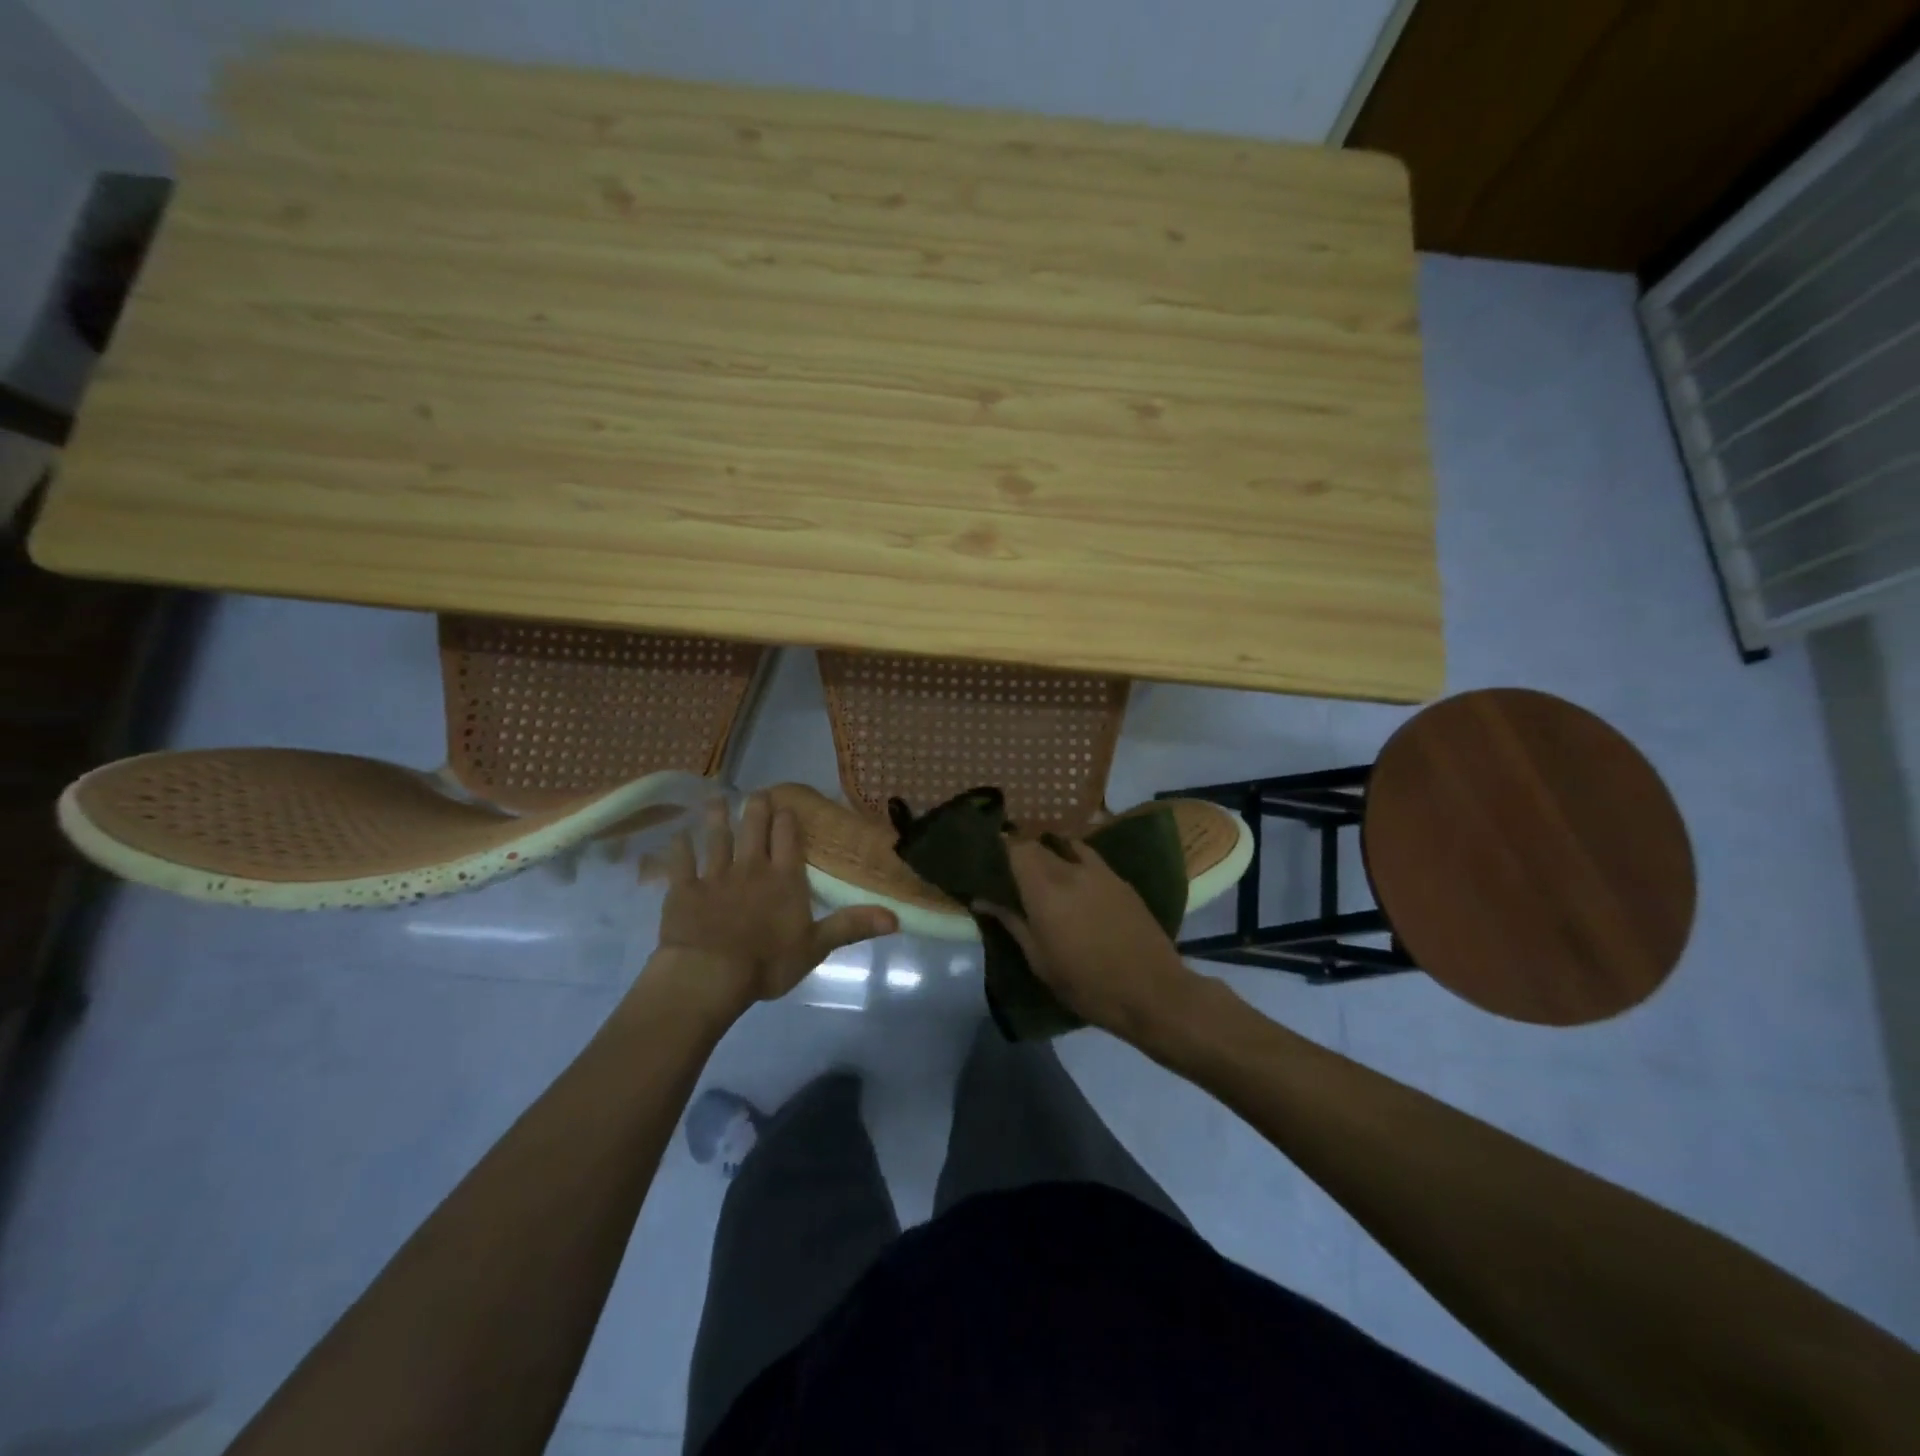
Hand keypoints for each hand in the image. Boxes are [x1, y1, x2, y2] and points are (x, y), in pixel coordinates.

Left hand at [648, 793, 896, 1017]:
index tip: (787, 805)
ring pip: (716, 838)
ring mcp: (714, 876)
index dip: (788, 819)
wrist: (709, 975)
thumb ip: (851, 926)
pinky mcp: (683, 889)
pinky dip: (679, 847)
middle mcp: (751, 867)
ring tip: (716, 800)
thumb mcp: (816, 947)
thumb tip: (896, 917)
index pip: (788, 839)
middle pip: (754, 829)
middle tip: (756, 793)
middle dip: (756, 808)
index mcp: (784, 879)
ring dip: (717, 818)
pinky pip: (680, 862)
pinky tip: (677, 835)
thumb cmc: (766, 963)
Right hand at [975, 838, 1204, 1044]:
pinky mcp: (1120, 880)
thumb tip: (982, 899)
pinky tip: (1073, 877)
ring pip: (1066, 845)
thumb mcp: (1039, 960)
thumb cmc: (1086, 984)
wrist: (1151, 992)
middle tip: (1011, 868)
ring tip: (1042, 868)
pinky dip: (1074, 858)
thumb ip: (1011, 922)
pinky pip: (1089, 857)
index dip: (1000, 847)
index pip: (1016, 848)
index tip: (989, 859)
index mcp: (1044, 889)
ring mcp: (1099, 871)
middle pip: (1039, 844)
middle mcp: (1070, 870)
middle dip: (1022, 851)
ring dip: (1050, 850)